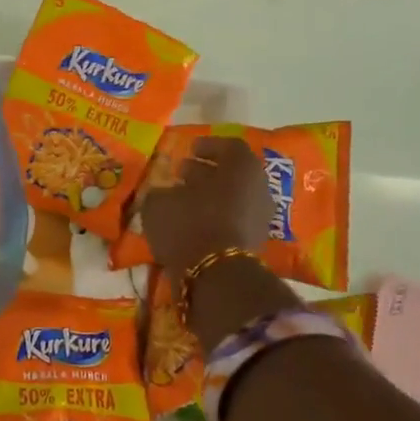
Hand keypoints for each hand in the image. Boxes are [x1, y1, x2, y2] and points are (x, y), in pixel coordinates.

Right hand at [138, 136, 281, 276]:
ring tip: (183, 201)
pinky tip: (192, 223)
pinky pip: (233, 219)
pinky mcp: (255, 241)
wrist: (216, 274)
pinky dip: (215, 217)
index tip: (189, 150)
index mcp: (240, 166)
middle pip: (233, 172)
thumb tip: (163, 193)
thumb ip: (161, 192)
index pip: (229, 146)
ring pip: (234, 197)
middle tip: (182, 174)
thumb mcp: (159, 203)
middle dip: (207, 172)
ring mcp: (261, 215)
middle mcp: (257, 186)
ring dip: (210, 196)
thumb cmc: (188, 224)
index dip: (208, 146)